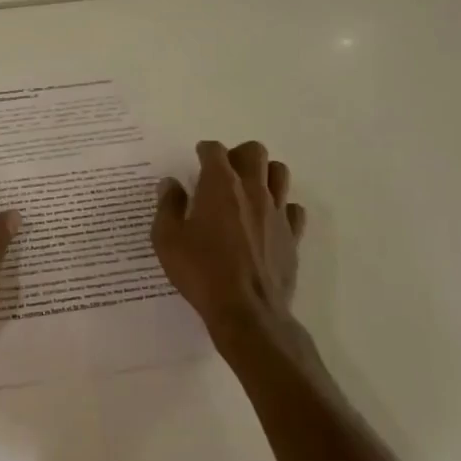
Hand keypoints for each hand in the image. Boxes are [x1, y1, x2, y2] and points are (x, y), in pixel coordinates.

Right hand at [152, 140, 307, 341]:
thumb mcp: (167, 239)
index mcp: (220, 186)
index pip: (215, 151)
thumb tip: (170, 184)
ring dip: (263, 174)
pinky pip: (293, 209)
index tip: (197, 158)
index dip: (204, 150)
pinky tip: (267, 221)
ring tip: (247, 190)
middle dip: (237, 154)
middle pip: (254, 152)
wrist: (246, 310)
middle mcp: (252, 190)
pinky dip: (281, 207)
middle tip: (223, 172)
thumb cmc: (200, 271)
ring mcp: (277, 212)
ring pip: (280, 173)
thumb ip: (168, 206)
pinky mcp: (292, 235)